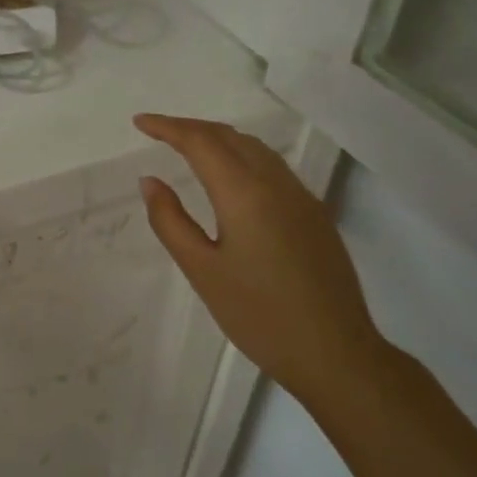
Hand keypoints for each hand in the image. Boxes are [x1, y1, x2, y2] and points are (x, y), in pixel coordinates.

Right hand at [134, 114, 385, 407]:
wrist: (336, 354)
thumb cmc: (259, 315)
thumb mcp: (202, 270)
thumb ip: (170, 221)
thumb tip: (150, 181)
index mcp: (244, 193)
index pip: (201, 142)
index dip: (168, 127)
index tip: (140, 123)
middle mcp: (276, 184)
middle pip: (229, 137)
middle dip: (191, 127)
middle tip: (158, 131)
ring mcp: (302, 198)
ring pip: (255, 149)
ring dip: (218, 138)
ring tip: (188, 146)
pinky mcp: (315, 215)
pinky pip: (272, 167)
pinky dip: (241, 155)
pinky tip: (230, 175)